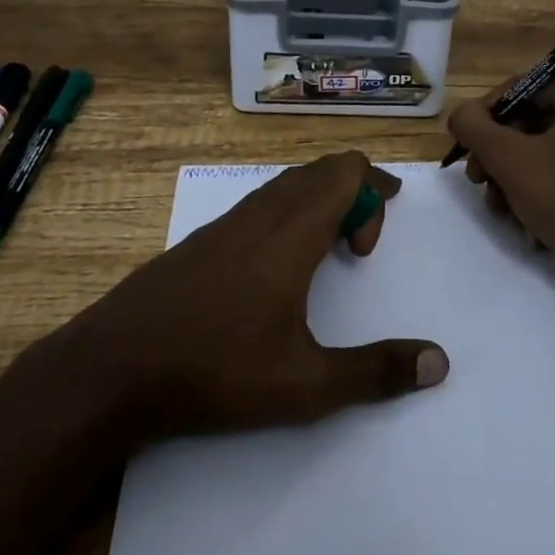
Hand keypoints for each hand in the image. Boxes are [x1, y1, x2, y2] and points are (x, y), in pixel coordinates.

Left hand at [65, 150, 448, 442]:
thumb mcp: (306, 385)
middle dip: (352, 192)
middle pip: (319, 170)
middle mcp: (263, 212)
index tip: (370, 246)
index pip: (346, 170)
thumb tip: (439, 362)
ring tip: (325, 251)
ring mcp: (226, 222)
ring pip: (286, 184)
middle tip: (361, 243)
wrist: (116, 365)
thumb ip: (375, 371)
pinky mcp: (202, 239)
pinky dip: (287, 213)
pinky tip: (274, 267)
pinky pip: (260, 202)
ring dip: (318, 201)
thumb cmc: (217, 369)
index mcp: (293, 231)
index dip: (373, 191)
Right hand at [448, 70, 554, 336]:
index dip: (485, 119)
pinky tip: (529, 227)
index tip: (466, 152)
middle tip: (479, 183)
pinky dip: (541, 196)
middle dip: (500, 158)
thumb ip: (474, 127)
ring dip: (514, 182)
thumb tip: (461, 115)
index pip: (519, 89)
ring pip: (542, 152)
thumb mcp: (511, 160)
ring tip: (503, 212)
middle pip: (529, 122)